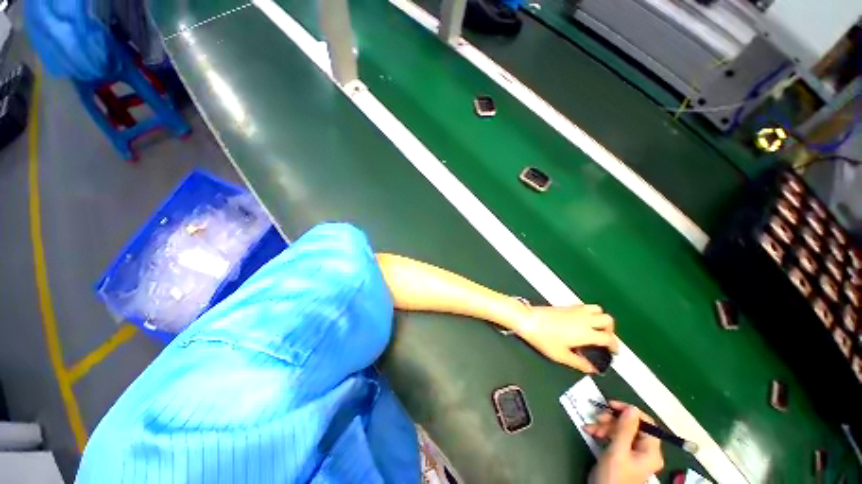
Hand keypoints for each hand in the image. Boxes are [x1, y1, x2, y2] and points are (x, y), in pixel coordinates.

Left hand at [516, 304, 616, 371]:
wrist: (528, 320)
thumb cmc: (542, 337)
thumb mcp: (561, 356)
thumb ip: (579, 363)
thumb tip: (591, 368)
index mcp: (585, 332)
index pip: (609, 338)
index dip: (615, 346)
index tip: (613, 351)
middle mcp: (583, 318)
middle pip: (608, 320)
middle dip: (610, 330)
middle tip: (605, 339)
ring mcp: (575, 310)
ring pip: (597, 309)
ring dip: (601, 318)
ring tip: (595, 328)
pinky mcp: (566, 305)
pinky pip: (584, 305)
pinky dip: (589, 312)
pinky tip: (581, 320)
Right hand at [584, 402, 663, 483]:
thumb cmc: (614, 476)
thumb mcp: (618, 451)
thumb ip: (625, 429)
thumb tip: (631, 408)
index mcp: (650, 451)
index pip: (646, 423)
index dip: (629, 411)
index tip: (610, 405)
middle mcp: (644, 450)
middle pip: (631, 426)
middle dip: (611, 420)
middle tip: (596, 418)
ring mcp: (633, 453)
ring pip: (620, 430)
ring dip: (604, 426)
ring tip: (590, 428)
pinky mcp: (622, 455)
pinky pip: (614, 437)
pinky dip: (602, 432)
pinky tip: (590, 432)